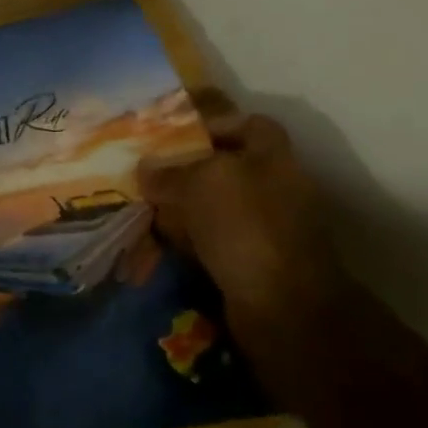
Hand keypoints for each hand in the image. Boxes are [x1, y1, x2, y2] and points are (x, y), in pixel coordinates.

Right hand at [137, 94, 345, 336]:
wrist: (282, 305)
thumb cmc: (245, 227)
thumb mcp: (201, 185)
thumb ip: (170, 173)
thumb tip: (145, 169)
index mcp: (273, 158)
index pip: (250, 124)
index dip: (215, 123)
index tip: (176, 134)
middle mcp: (275, 188)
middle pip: (228, 167)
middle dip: (188, 170)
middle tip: (149, 173)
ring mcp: (266, 227)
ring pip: (217, 206)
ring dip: (183, 207)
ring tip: (146, 207)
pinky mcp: (253, 261)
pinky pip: (213, 240)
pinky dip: (189, 239)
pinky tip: (162, 241)